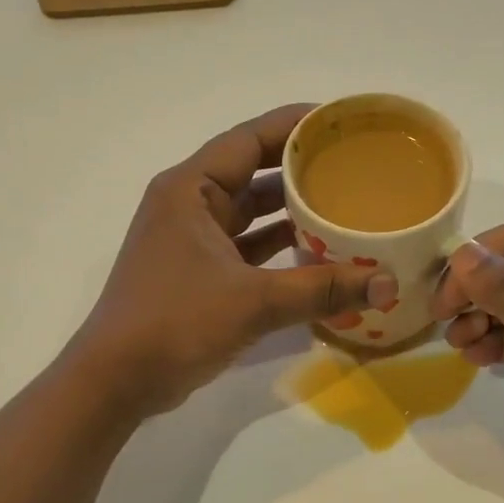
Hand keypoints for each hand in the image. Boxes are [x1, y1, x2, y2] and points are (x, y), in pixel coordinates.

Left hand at [67, 104, 396, 417]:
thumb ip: (321, 289)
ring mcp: (191, 240)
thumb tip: (386, 284)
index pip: (250, 139)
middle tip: (353, 166)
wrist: (116, 380)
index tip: (341, 122)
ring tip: (345, 205)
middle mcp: (188, 204)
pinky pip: (246, 247)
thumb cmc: (175, 322)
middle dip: (300, 169)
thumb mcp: (253, 301)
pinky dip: (278, 247)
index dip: (295, 126)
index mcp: (191, 188)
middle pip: (252, 172)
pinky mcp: (197, 272)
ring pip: (250, 213)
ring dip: (291, 211)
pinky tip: (318, 253)